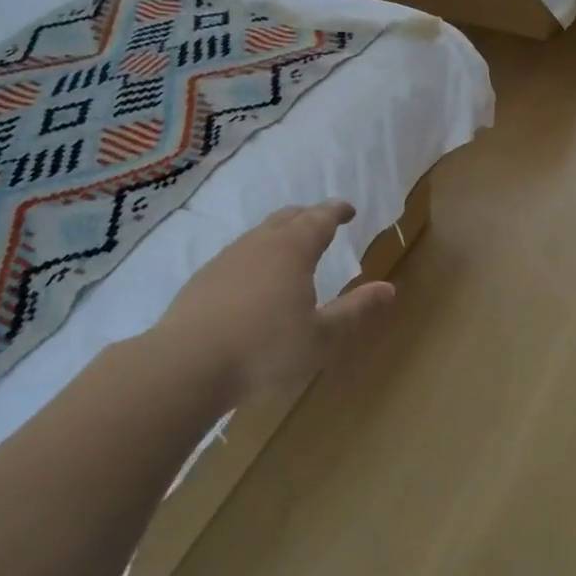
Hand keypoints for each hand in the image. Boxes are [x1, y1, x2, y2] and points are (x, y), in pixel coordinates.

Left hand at [155, 200, 394, 400]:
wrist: (186, 365)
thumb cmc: (265, 350)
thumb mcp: (321, 337)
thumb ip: (355, 310)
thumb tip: (388, 288)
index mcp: (292, 251)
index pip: (320, 219)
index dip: (337, 211)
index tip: (348, 210)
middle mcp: (259, 244)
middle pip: (287, 217)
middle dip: (309, 216)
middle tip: (323, 223)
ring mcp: (226, 259)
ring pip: (259, 233)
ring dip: (280, 233)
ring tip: (291, 248)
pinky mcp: (203, 278)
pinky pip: (238, 253)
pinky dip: (256, 254)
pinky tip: (254, 279)